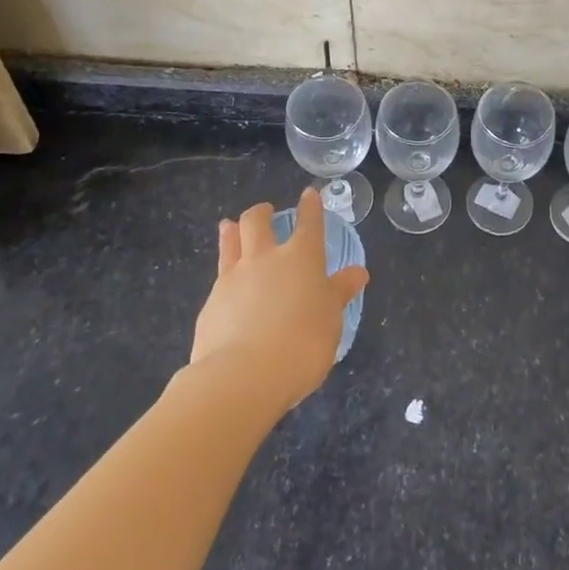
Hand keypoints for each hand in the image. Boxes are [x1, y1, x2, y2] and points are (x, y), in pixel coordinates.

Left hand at [190, 189, 368, 411]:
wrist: (243, 376)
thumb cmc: (302, 344)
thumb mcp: (331, 319)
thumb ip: (339, 293)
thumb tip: (357, 272)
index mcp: (302, 258)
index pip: (309, 222)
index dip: (311, 206)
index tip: (310, 194)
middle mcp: (266, 258)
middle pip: (257, 221)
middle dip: (262, 212)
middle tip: (266, 211)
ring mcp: (233, 278)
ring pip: (230, 241)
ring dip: (233, 230)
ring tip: (231, 226)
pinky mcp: (211, 303)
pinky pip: (219, 276)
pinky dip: (225, 273)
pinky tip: (226, 286)